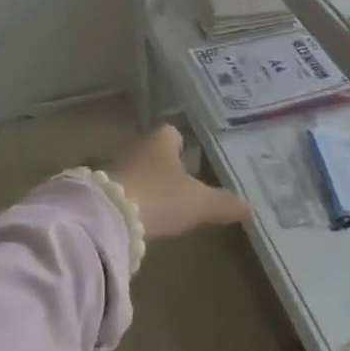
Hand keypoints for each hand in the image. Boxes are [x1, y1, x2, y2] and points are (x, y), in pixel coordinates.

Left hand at [105, 124, 249, 239]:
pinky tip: (139, 217)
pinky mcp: (99, 190)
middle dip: (164, 165)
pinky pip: (120, 189)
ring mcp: (113, 166)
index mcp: (161, 139)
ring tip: (160, 203)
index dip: (183, 145)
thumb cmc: (160, 197)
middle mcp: (136, 145)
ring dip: (145, 183)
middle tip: (180, 184)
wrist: (108, 217)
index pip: (173, 133)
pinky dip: (130, 199)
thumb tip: (250, 207)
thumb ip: (223, 204)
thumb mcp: (199, 203)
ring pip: (136, 170)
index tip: (192, 161)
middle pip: (153, 151)